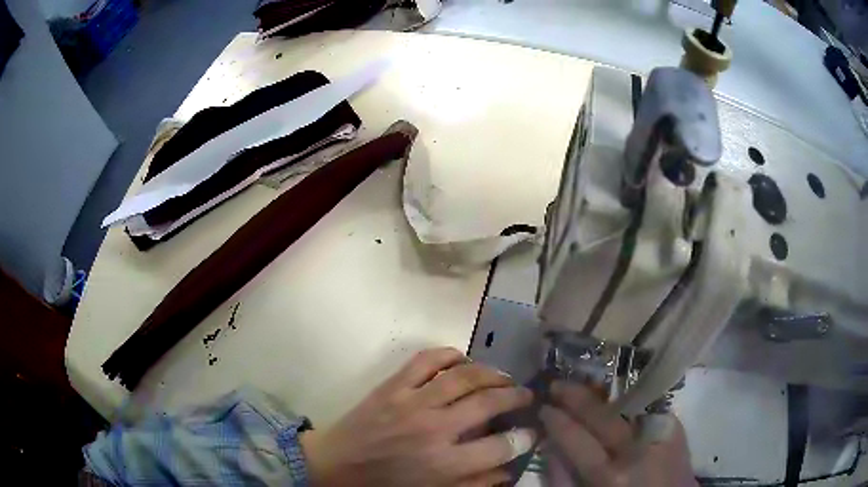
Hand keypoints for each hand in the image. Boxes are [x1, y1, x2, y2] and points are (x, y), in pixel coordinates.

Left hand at [300, 348, 535, 486]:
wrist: (336, 464)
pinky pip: (426, 360)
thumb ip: (474, 484)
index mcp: (443, 463)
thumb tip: (508, 470)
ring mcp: (411, 402)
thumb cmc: (386, 485)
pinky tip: (463, 360)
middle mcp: (433, 429)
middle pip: (488, 404)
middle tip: (526, 395)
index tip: (532, 431)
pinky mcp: (392, 386)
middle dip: (516, 397)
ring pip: (463, 376)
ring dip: (491, 373)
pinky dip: (450, 355)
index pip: (499, 447)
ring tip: (503, 377)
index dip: (523, 438)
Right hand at [540, 382, 696, 486]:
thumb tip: (551, 446)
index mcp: (609, 474)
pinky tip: (618, 398)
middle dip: (575, 395)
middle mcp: (635, 449)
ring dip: (601, 394)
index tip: (543, 407)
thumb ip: (565, 478)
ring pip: (626, 405)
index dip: (556, 419)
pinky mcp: (675, 426)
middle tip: (557, 383)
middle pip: (600, 414)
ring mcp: (658, 433)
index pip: (575, 437)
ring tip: (583, 385)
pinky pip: (646, 408)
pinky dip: (628, 403)